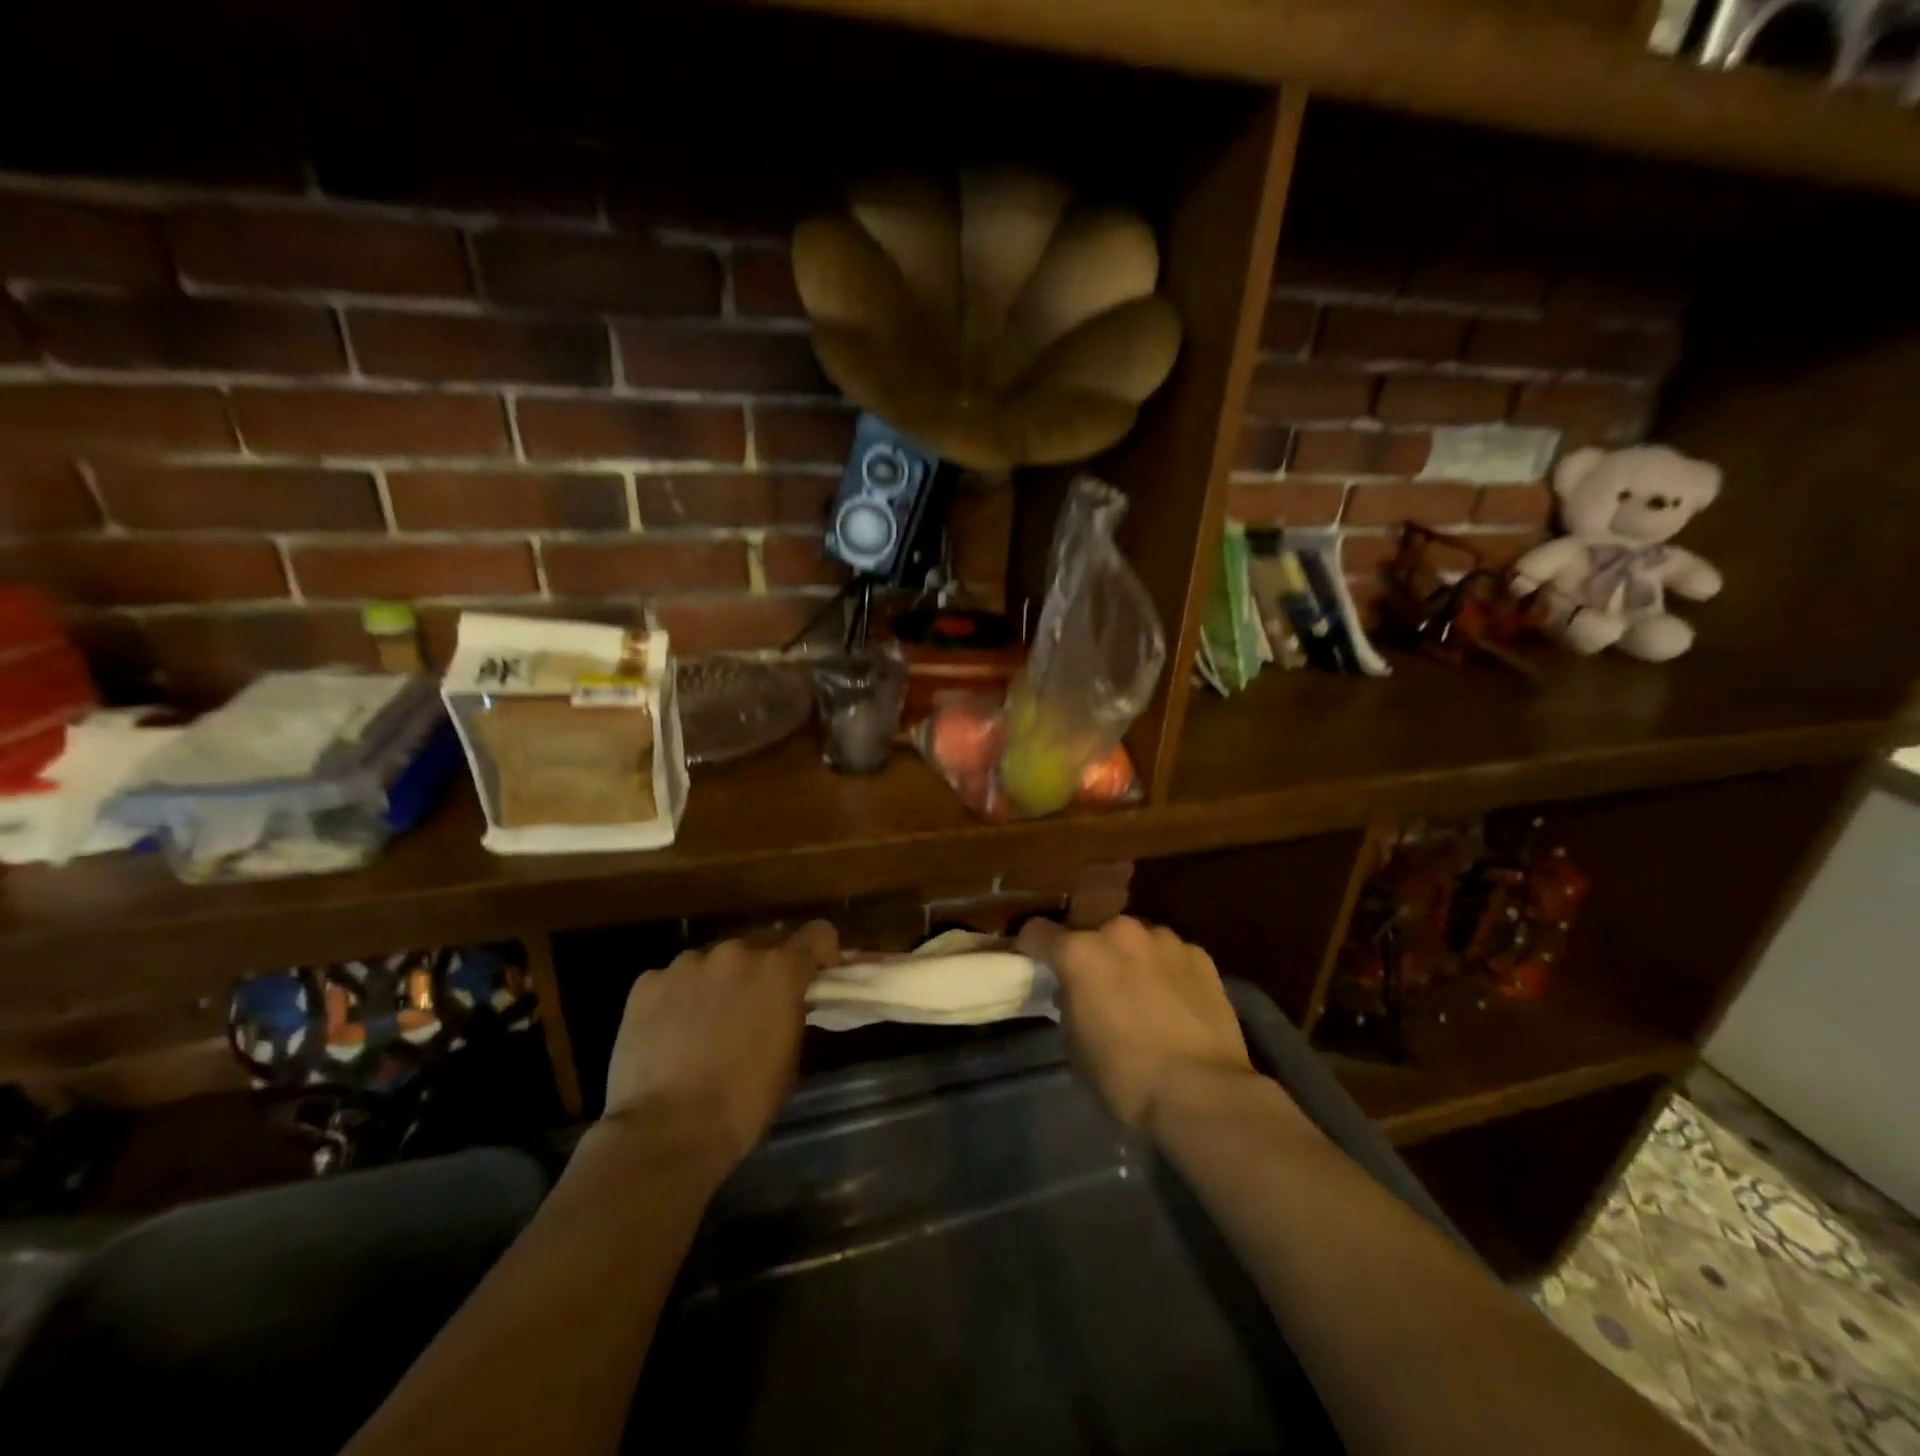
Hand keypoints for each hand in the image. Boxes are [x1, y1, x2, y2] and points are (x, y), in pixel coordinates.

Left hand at [600, 921, 838, 1171]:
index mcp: (779, 969)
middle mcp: (736, 952)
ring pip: (715, 961)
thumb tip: (788, 1000)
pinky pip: (673, 980)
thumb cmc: (742, 1102)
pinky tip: (671, 1034)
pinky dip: (679, 998)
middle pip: (763, 943)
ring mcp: (687, 963)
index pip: (817, 933)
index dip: (820, 952)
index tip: (816, 975)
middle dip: (765, 969)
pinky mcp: (648, 982)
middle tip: (756, 1007)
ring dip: (720, 981)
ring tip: (706, 1025)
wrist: (665, 1132)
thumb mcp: (789, 1055)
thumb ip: (792, 1010)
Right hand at [1017, 916, 1257, 1129]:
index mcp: (1079, 953)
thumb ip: (1069, 1005)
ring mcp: (1163, 938)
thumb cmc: (1125, 1076)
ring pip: (1135, 940)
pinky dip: (1166, 970)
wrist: (1202, 1091)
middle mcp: (1118, 932)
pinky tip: (1176, 1001)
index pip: (1038, 932)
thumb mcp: (1075, 1046)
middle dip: (1091, 955)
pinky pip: (1170, 954)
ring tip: (1143, 993)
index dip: (1033, 948)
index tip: (1037, 964)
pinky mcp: (1199, 953)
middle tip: (1098, 987)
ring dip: (1131, 959)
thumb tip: (1074, 993)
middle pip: (1093, 933)